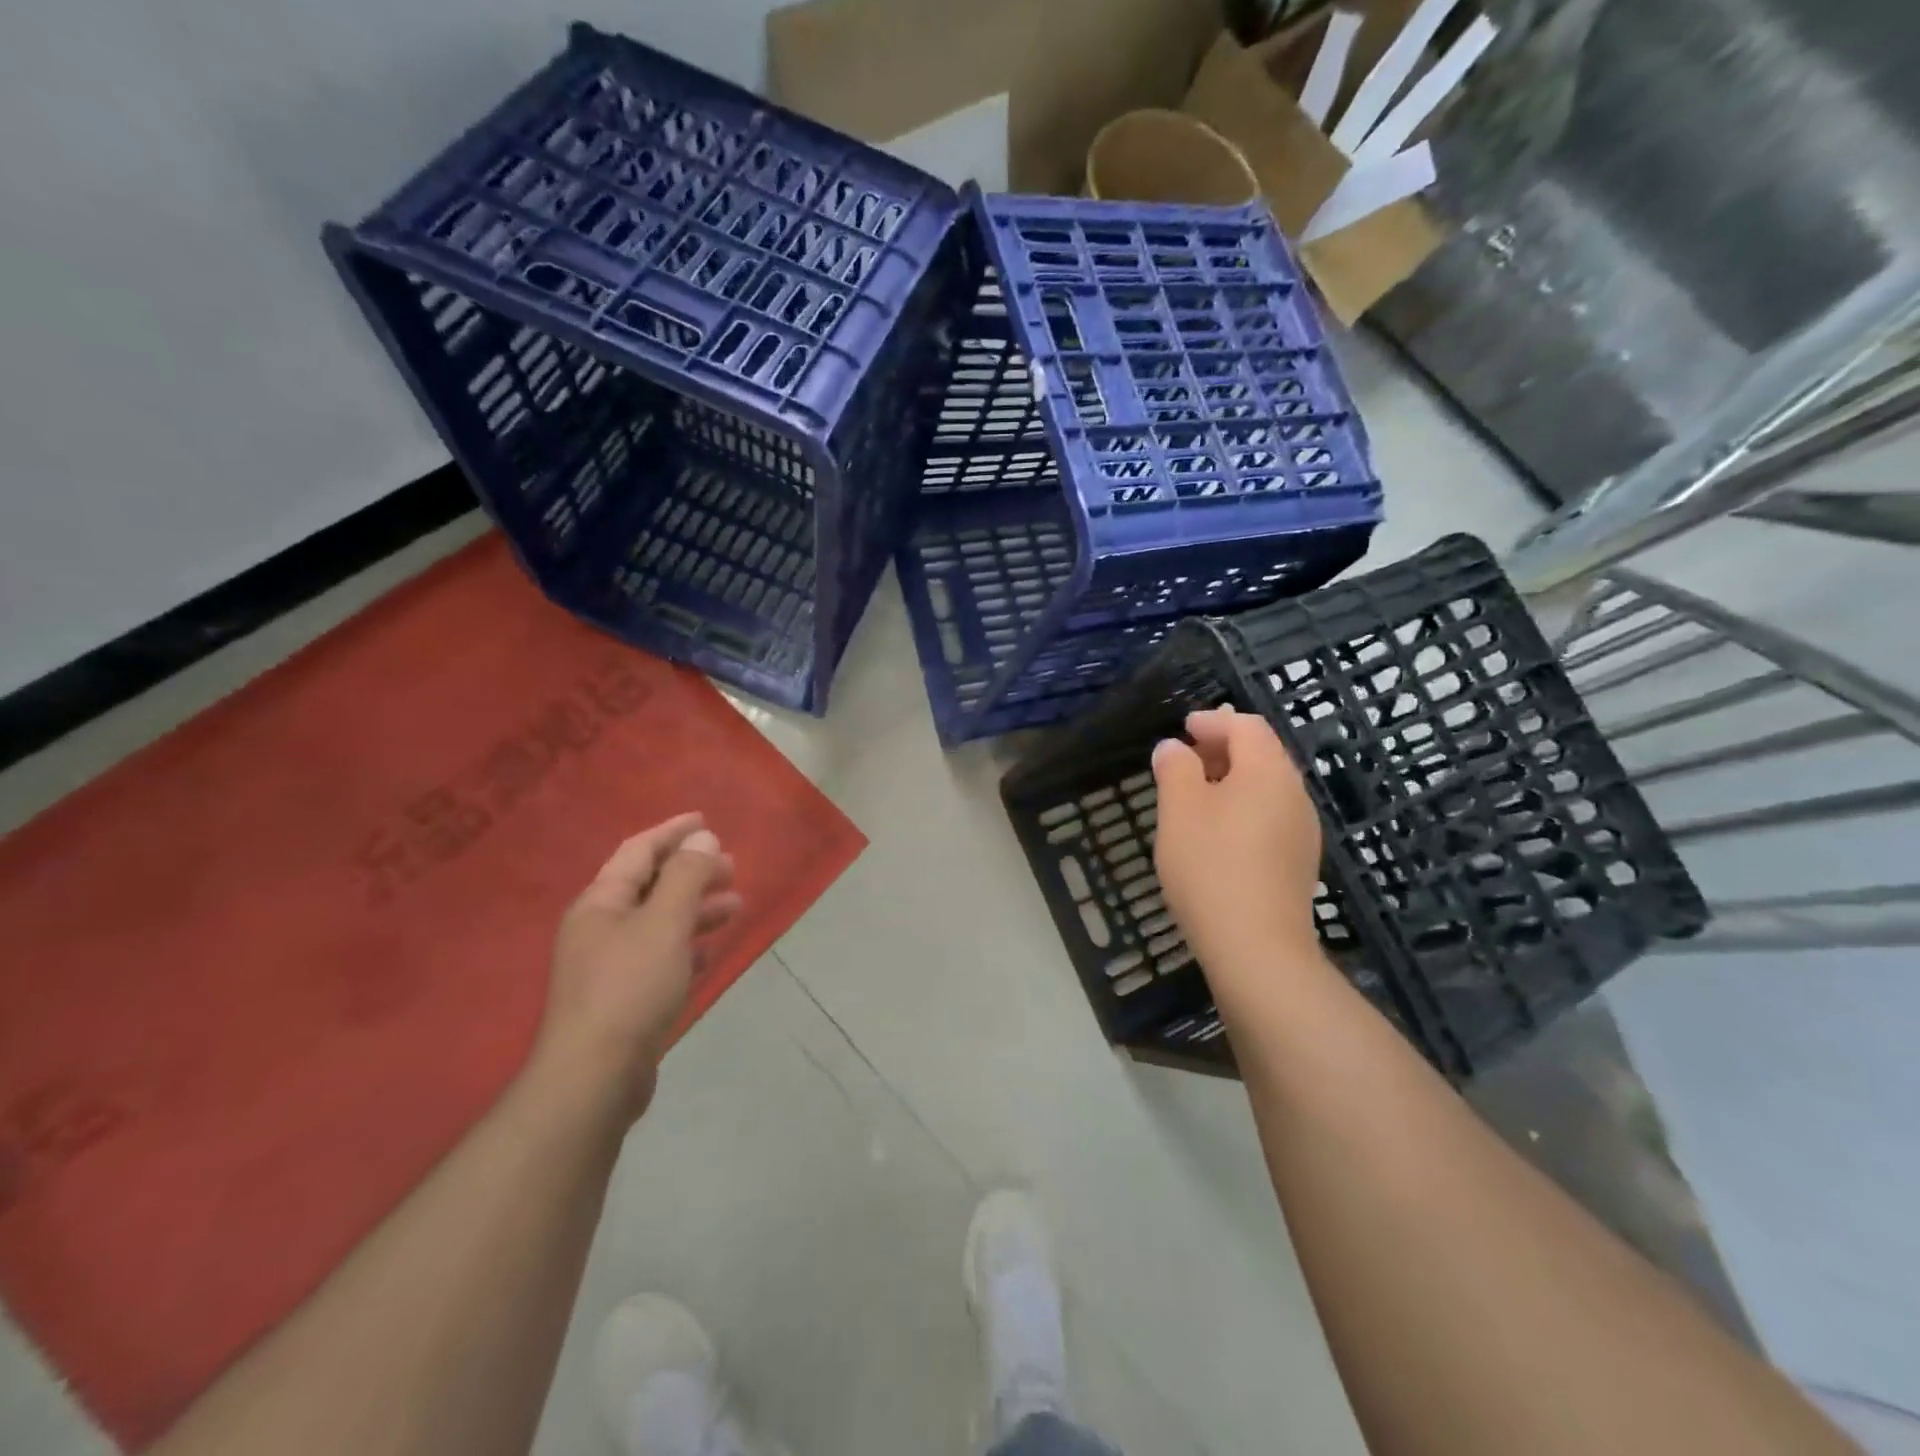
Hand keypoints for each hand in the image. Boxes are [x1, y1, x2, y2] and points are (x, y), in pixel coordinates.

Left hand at [535, 814, 741, 1118]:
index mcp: (601, 903)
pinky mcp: (624, 998)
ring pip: (660, 922)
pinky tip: (710, 949)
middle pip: (651, 886)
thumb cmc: (630, 987)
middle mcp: (601, 928)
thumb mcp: (664, 922)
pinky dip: (687, 945)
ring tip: (736, 906)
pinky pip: (661, 956)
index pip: (638, 851)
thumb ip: (686, 876)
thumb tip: (703, 839)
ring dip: (697, 909)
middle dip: (692, 872)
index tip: (706, 820)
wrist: (595, 1077)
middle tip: (733, 868)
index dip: (672, 832)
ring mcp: (610, 965)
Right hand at [1151, 707, 1325, 991]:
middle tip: (1185, 758)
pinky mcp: (1298, 862)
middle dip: (1223, 749)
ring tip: (1196, 795)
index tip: (1183, 728)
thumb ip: (1175, 769)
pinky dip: (1243, 809)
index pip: (1246, 727)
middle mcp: (1294, 794)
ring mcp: (1302, 831)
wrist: (1257, 948)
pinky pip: (1270, 817)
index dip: (1213, 721)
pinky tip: (1218, 834)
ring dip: (1232, 780)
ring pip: (1267, 788)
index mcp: (1268, 771)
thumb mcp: (1179, 810)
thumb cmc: (1211, 867)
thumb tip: (1174, 748)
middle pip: (1262, 754)